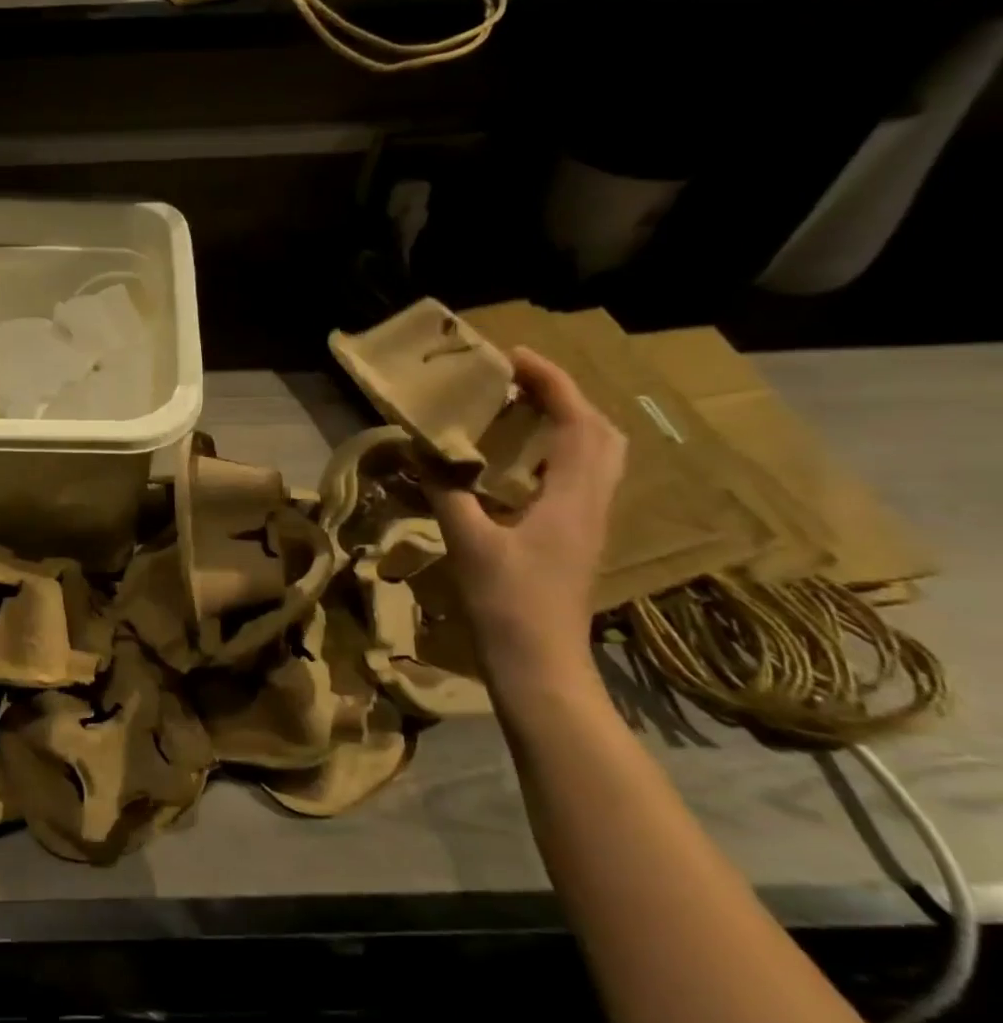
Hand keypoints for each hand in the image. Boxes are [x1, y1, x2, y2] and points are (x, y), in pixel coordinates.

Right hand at [424, 348, 625, 670]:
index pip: (577, 421)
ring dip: (567, 422)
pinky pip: (582, 477)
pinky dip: (558, 452)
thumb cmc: (507, 604)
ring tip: (521, 412)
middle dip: (565, 396)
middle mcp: (592, 502)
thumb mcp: (469, 544)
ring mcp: (590, 522)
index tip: (513, 357)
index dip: (551, 382)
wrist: (541, 666)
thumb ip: (447, 492)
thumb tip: (421, 451)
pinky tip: (519, 464)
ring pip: (598, 455)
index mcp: (572, 497)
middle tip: (519, 382)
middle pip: (601, 432)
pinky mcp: (578, 539)